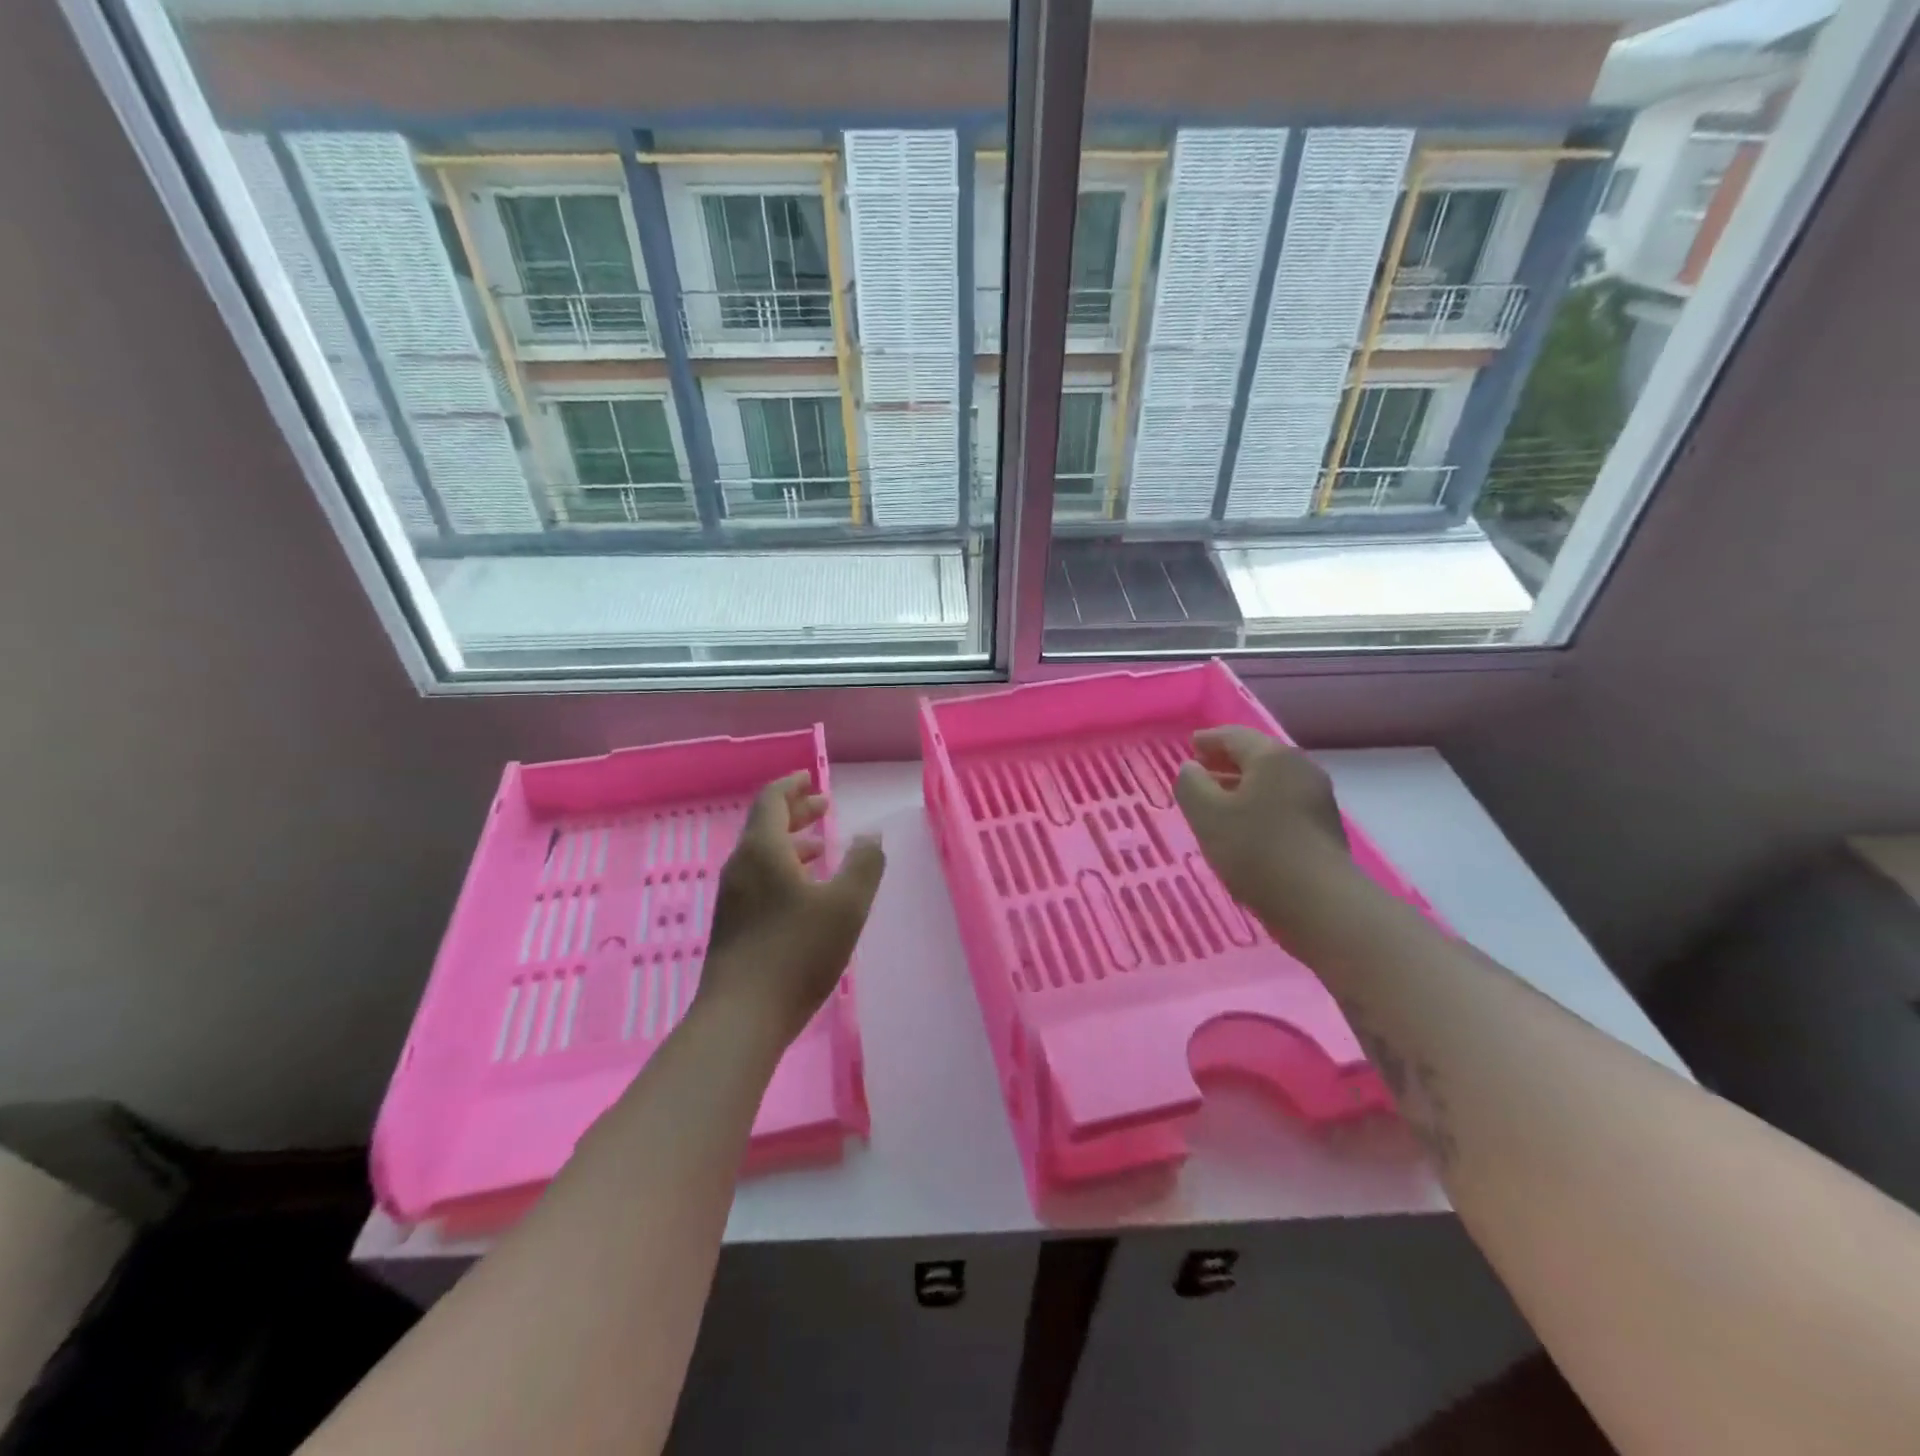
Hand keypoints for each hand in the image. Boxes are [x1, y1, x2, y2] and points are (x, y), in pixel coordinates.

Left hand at [698, 772, 885, 1044]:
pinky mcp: (733, 924)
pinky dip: (784, 869)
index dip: (792, 786)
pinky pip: (759, 879)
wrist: (741, 1017)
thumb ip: (864, 864)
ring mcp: (733, 897)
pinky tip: (805, 892)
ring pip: (763, 855)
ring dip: (792, 843)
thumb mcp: (846, 906)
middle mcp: (741, 866)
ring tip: (823, 848)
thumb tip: (871, 835)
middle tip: (824, 806)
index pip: (772, 801)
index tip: (811, 778)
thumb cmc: (796, 953)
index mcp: (763, 850)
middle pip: (765, 825)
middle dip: (796, 812)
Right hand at [1174, 727, 1350, 929]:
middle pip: (1257, 755)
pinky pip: (1283, 801)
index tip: (1191, 746)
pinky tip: (1245, 825)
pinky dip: (1259, 803)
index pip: (1233, 735)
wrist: (1319, 903)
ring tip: (1217, 801)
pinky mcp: (1323, 826)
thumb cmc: (1255, 850)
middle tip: (1201, 770)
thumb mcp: (1206, 814)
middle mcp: (1299, 767)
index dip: (1208, 739)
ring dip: (1243, 784)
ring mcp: (1317, 797)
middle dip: (1226, 761)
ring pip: (1271, 780)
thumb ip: (1191, 784)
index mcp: (1271, 756)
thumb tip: (1192, 768)